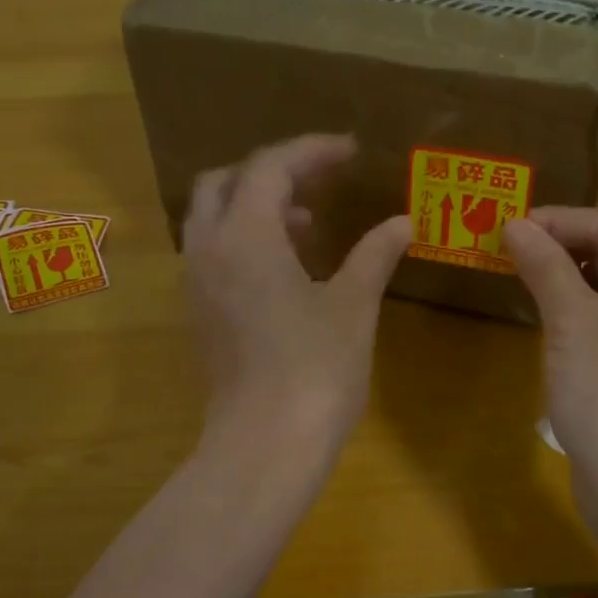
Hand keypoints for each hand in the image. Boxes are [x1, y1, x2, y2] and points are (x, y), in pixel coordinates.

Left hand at [185, 134, 411, 451]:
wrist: (263, 446)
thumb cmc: (314, 370)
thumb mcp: (352, 306)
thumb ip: (374, 255)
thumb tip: (402, 223)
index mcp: (245, 235)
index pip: (270, 166)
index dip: (311, 151)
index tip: (350, 152)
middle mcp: (208, 250)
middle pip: (224, 183)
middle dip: (271, 173)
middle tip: (318, 184)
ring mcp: (195, 286)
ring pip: (213, 220)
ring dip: (255, 208)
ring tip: (308, 226)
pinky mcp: (198, 317)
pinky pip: (212, 256)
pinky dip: (244, 242)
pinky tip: (285, 271)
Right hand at [504, 208, 597, 513]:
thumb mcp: (572, 321)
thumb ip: (547, 266)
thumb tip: (515, 225)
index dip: (562, 223)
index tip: (510, 224)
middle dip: (582, 241)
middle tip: (534, 245)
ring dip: (587, 271)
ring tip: (540, 274)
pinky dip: (595, 304)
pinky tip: (562, 315)